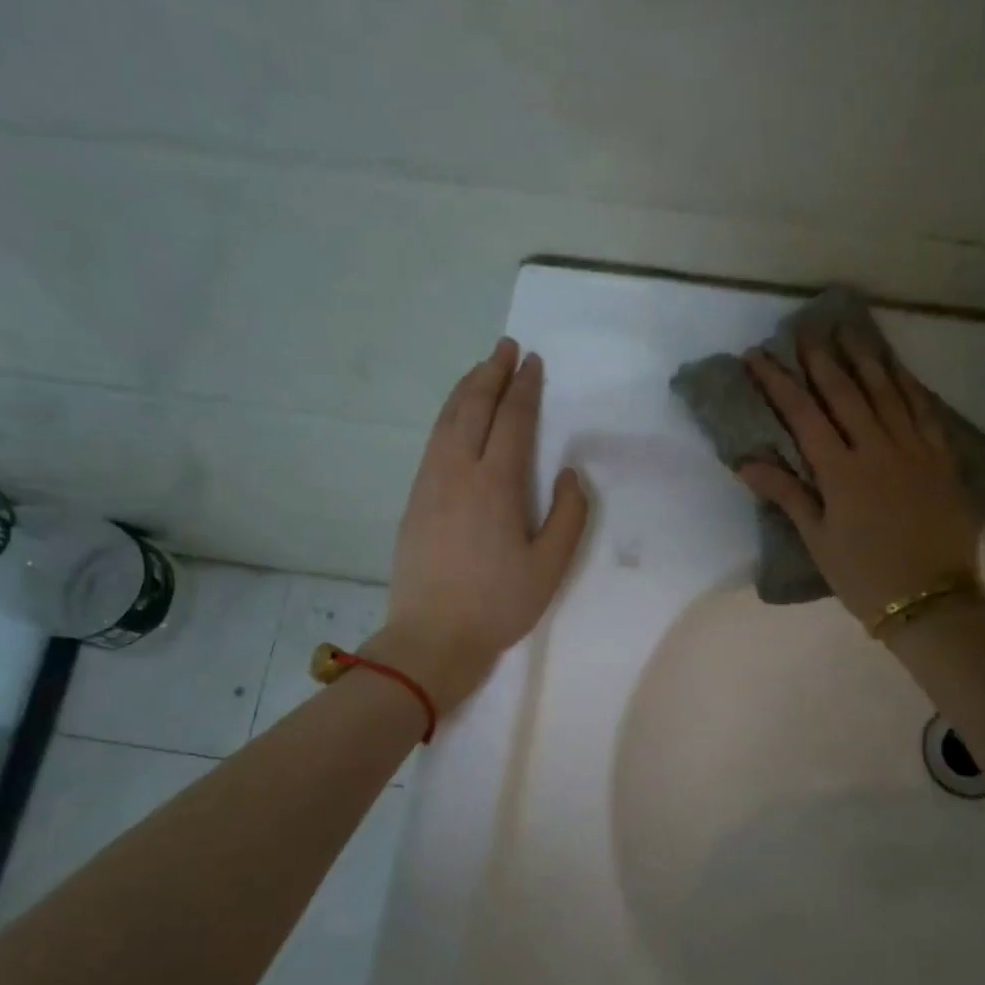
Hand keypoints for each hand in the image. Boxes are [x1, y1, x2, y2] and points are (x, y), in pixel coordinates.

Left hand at [375, 337, 589, 708]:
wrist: (432, 637)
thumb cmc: (498, 604)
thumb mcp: (550, 567)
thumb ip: (569, 515)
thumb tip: (570, 474)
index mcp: (496, 484)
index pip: (512, 420)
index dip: (524, 387)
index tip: (532, 361)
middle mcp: (458, 471)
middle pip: (472, 407)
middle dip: (490, 373)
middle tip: (504, 347)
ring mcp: (429, 483)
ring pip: (446, 420)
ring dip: (466, 389)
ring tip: (481, 370)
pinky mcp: (414, 499)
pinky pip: (433, 441)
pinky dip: (448, 416)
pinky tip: (455, 418)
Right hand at [736, 329, 984, 632]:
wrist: (932, 600)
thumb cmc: (864, 575)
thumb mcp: (818, 539)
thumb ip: (786, 494)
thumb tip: (746, 462)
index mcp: (841, 471)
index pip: (804, 415)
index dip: (778, 383)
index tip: (758, 357)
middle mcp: (878, 449)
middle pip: (845, 393)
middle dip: (822, 359)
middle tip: (806, 330)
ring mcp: (914, 450)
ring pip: (887, 392)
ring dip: (865, 359)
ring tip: (849, 332)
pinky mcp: (941, 458)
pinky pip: (923, 410)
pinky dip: (907, 385)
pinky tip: (897, 368)